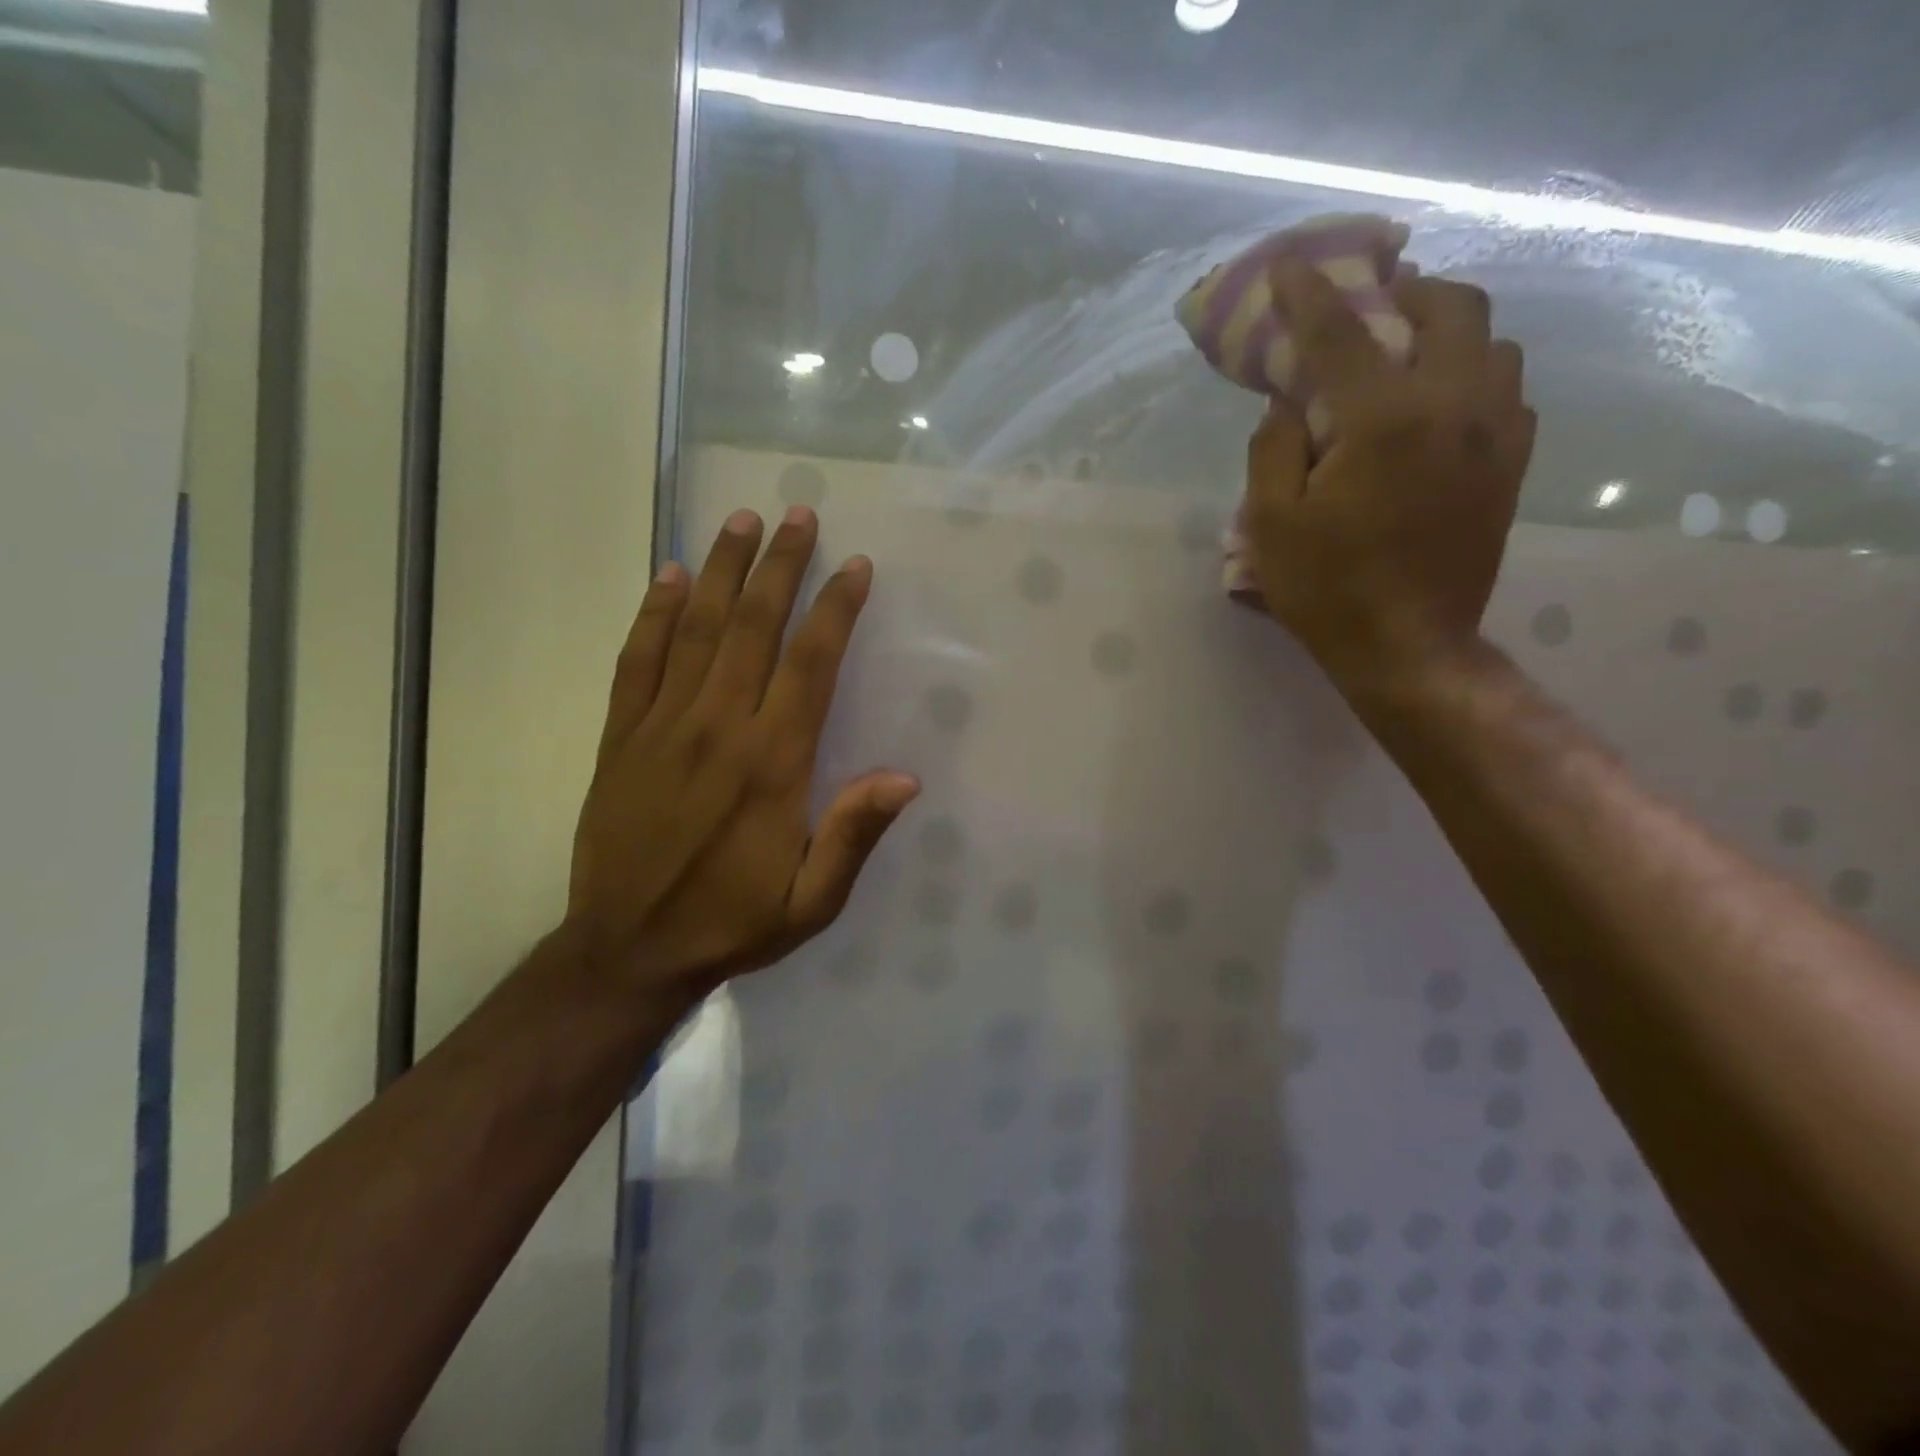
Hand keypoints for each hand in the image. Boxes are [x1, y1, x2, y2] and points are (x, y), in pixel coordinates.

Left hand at [568, 506, 918, 1003]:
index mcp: (772, 763)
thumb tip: (904, 777)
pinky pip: (636, 660)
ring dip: (720, 570)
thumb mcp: (811, 900)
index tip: (854, 567)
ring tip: (740, 520)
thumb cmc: (732, 922)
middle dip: (779, 566)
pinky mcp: (621, 736)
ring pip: (695, 629)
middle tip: (797, 514)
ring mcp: (662, 726)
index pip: (810, 665)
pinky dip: (652, 614)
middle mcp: (718, 728)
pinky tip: (666, 576)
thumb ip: (853, 834)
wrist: (628, 949)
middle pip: (752, 627)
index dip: (834, 610)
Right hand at [1244, 260, 1536, 694]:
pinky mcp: (1513, 465)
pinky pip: (1507, 391)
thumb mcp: (1271, 524)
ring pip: (1491, 343)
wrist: (1409, 646)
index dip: (1310, 295)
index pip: (1342, 334)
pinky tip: (1438, 406)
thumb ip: (1274, 449)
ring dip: (1446, 333)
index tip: (1291, 267)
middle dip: (1406, 292)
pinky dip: (1471, 378)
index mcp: (1385, 419)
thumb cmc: (1327, 589)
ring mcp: (1497, 433)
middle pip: (1451, 308)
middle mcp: (1455, 406)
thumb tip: (1290, 406)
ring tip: (1406, 356)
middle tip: (1368, 308)